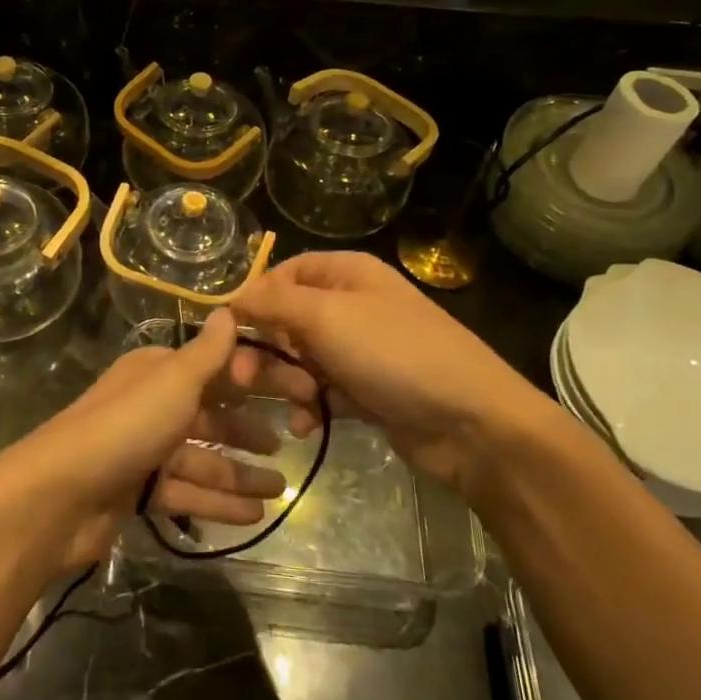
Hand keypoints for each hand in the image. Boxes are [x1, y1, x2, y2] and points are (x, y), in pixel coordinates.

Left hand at [0, 310, 287, 572]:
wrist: (59, 494)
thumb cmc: (126, 427)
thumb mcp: (174, 382)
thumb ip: (208, 353)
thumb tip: (227, 309)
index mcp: (157, 372)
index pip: (217, 370)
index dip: (258, 380)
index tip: (299, 392)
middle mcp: (150, 405)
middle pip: (210, 415)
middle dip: (249, 429)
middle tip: (292, 440)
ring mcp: (143, 451)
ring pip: (202, 460)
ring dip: (240, 474)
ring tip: (281, 488)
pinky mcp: (137, 492)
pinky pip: (187, 493)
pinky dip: (218, 503)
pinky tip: (254, 516)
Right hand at [229, 252, 575, 500]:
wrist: (471, 422)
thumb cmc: (394, 354)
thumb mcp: (326, 317)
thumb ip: (273, 303)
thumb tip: (232, 298)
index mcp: (347, 274)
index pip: (284, 274)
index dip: (255, 298)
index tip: (229, 331)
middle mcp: (352, 306)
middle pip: (288, 320)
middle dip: (267, 350)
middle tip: (244, 381)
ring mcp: (362, 351)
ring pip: (302, 360)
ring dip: (288, 383)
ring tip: (296, 404)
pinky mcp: (368, 391)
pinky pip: (323, 392)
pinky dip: (310, 407)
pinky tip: (305, 426)